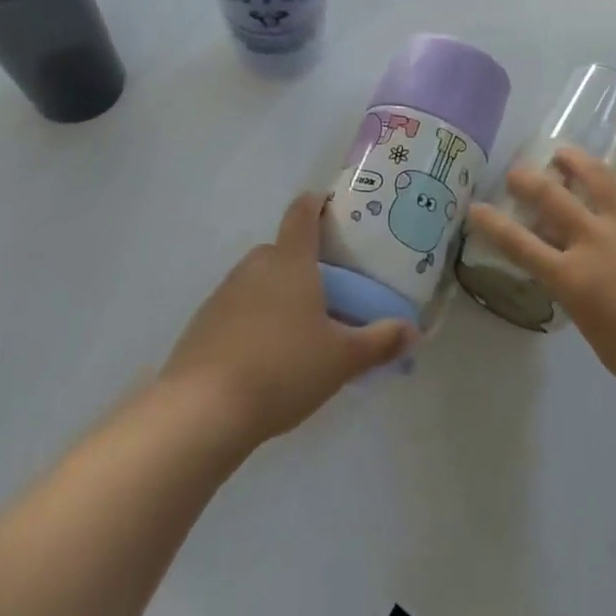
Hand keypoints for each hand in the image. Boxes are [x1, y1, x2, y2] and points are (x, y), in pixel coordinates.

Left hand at [159, 194, 415, 446]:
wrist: (202, 411)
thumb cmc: (283, 368)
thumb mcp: (342, 359)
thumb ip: (379, 342)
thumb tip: (414, 330)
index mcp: (291, 260)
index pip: (302, 213)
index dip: (316, 204)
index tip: (331, 208)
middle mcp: (255, 266)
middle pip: (282, 250)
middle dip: (303, 264)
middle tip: (328, 291)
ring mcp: (223, 294)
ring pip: (258, 281)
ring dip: (276, 295)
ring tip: (298, 331)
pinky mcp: (202, 324)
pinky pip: (236, 310)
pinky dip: (252, 322)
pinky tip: (264, 357)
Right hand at [467, 146, 615, 402]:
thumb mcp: (597, 336)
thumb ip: (578, 300)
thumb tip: (575, 279)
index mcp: (572, 277)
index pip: (519, 243)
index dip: (492, 224)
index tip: (475, 207)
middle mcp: (593, 239)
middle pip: (549, 196)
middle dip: (525, 179)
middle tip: (515, 172)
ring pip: (592, 174)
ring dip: (571, 160)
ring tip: (561, 153)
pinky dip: (615, 180)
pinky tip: (614, 180)